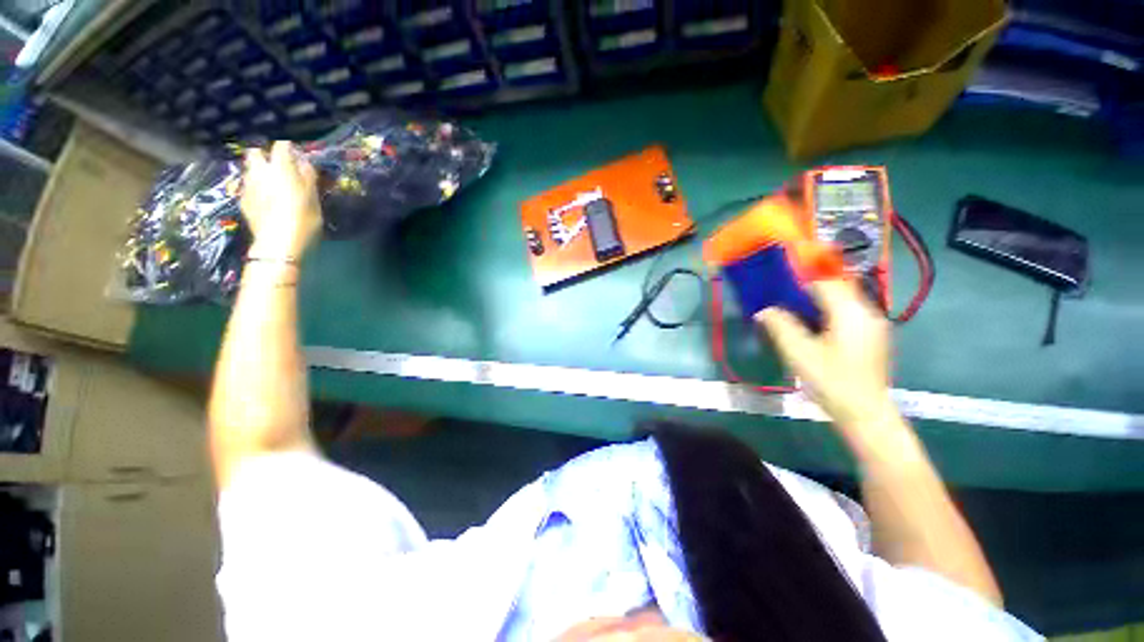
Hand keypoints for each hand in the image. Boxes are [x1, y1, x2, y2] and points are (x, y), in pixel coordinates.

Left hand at [240, 140, 321, 260]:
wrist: (279, 244)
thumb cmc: (303, 219)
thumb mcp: (313, 199)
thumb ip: (308, 177)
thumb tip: (304, 162)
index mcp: (280, 168)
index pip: (281, 144)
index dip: (288, 145)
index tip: (296, 150)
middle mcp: (260, 171)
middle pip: (256, 151)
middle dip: (264, 153)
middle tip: (277, 162)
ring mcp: (248, 185)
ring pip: (250, 168)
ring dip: (259, 170)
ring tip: (270, 180)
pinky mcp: (242, 200)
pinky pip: (247, 185)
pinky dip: (255, 186)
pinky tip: (264, 197)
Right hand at [756, 279, 896, 429]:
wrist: (865, 414)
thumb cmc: (832, 381)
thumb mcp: (799, 353)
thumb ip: (780, 326)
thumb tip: (763, 310)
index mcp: (850, 313)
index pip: (824, 281)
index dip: (800, 279)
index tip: (777, 284)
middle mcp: (867, 312)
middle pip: (836, 288)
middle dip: (808, 289)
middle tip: (782, 298)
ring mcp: (873, 325)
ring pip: (843, 300)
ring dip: (818, 300)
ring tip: (793, 311)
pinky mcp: (873, 337)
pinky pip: (848, 313)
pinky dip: (828, 312)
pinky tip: (813, 328)